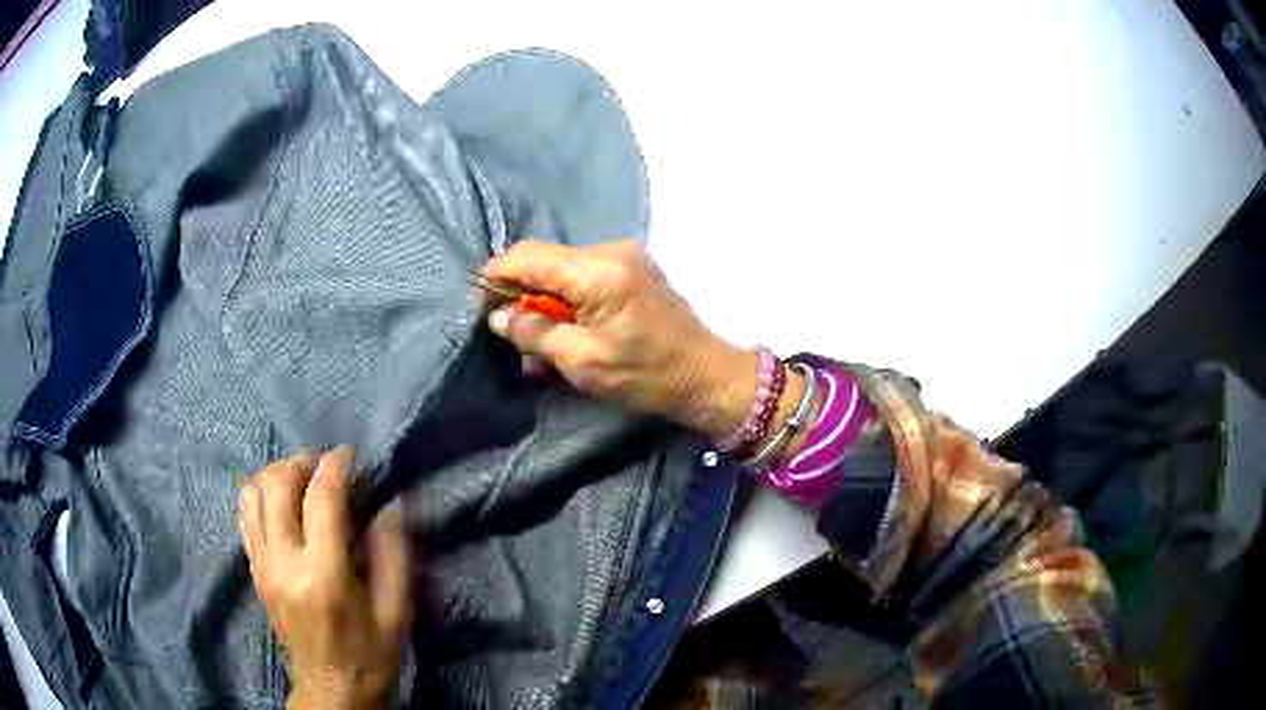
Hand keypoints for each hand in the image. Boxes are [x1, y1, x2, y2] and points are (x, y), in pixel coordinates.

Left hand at [239, 447, 408, 709]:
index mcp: (324, 574)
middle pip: (278, 483)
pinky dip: (260, 494)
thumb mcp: (396, 613)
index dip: (336, 465)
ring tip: (302, 478)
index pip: (321, 498)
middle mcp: (284, 562)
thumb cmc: (370, 654)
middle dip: (303, 461)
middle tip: (326, 465)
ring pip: (254, 492)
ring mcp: (262, 564)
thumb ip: (394, 555)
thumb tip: (389, 506)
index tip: (351, 454)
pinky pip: (245, 514)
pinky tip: (281, 501)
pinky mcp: (254, 570)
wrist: (330, 689)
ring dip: (278, 473)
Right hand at [483, 239, 757, 438]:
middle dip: (521, 294)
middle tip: (513, 334)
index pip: (528, 256)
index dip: (497, 276)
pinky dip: (568, 301)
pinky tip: (567, 331)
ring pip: (562, 269)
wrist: (708, 376)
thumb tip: (498, 317)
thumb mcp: (583, 363)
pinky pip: (583, 276)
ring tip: (541, 343)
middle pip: (545, 260)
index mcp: (599, 271)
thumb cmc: (648, 376)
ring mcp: (624, 256)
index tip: (480, 305)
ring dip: (545, 301)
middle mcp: (611, 250)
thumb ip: (535, 334)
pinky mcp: (631, 268)